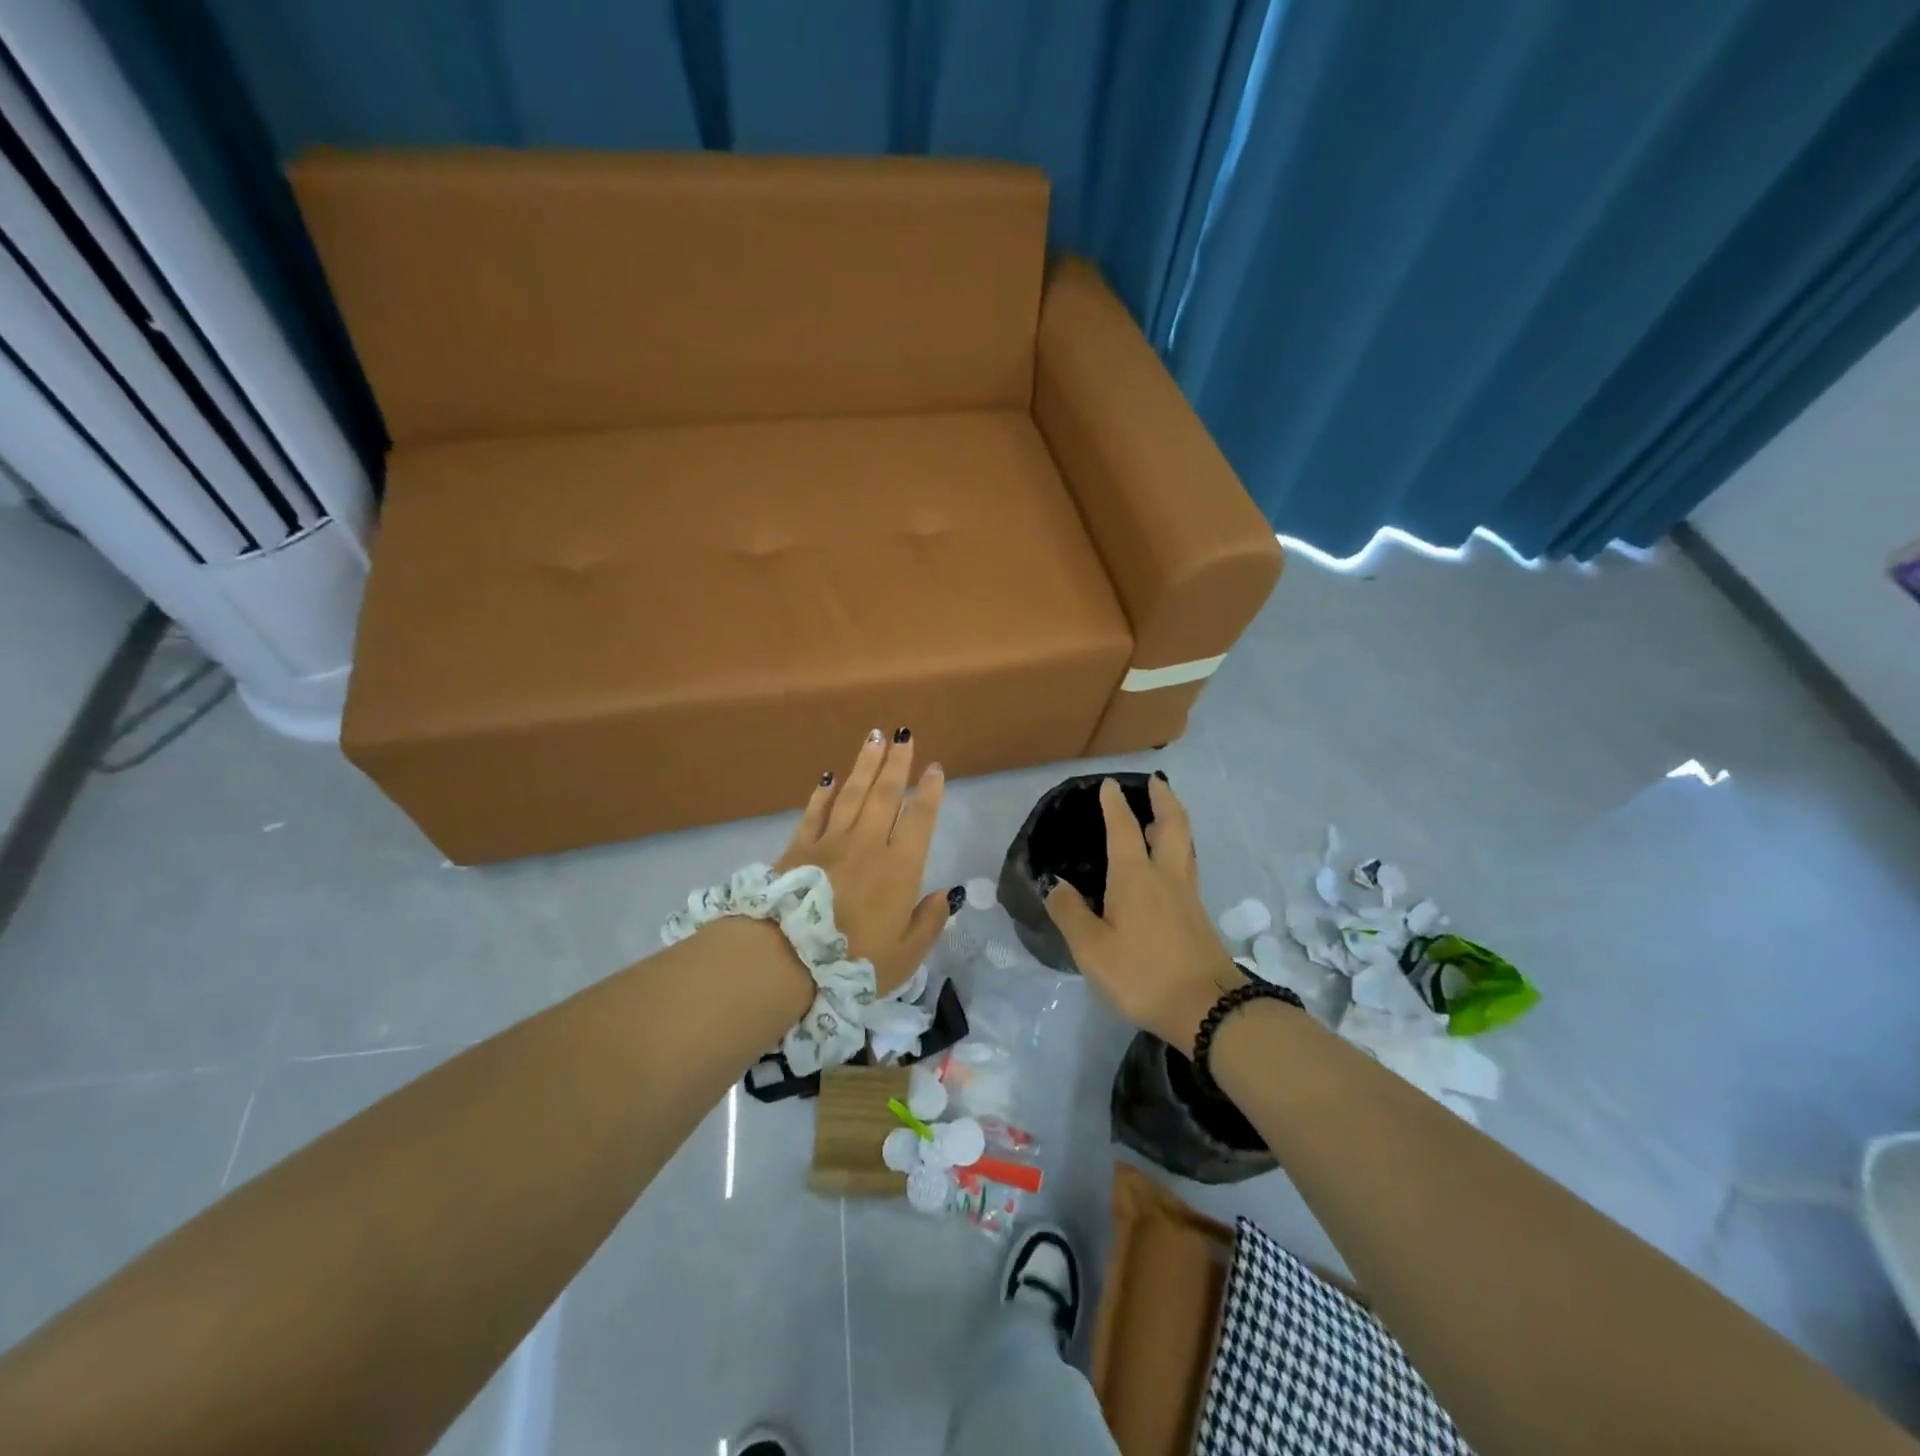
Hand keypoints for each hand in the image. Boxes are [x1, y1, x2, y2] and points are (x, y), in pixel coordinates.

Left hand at [773, 729, 954, 994]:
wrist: (784, 959)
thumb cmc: (851, 962)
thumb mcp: (904, 955)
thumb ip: (929, 922)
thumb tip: (947, 894)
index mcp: (899, 868)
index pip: (919, 819)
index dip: (929, 791)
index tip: (934, 768)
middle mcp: (868, 844)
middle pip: (885, 794)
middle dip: (897, 763)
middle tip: (904, 734)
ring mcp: (830, 842)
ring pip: (851, 794)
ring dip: (864, 764)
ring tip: (874, 738)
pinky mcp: (798, 848)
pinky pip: (815, 812)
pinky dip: (823, 793)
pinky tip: (829, 777)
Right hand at [1042, 776, 1243, 1046]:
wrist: (1208, 1009)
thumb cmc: (1143, 974)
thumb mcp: (1092, 949)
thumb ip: (1070, 913)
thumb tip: (1053, 882)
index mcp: (1136, 877)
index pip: (1123, 828)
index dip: (1114, 804)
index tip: (1109, 784)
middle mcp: (1165, 876)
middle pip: (1172, 825)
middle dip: (1162, 799)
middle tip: (1154, 783)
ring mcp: (1187, 896)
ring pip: (1185, 845)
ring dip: (1175, 821)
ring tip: (1163, 813)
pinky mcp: (1198, 917)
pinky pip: (1187, 867)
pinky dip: (1178, 850)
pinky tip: (1167, 865)